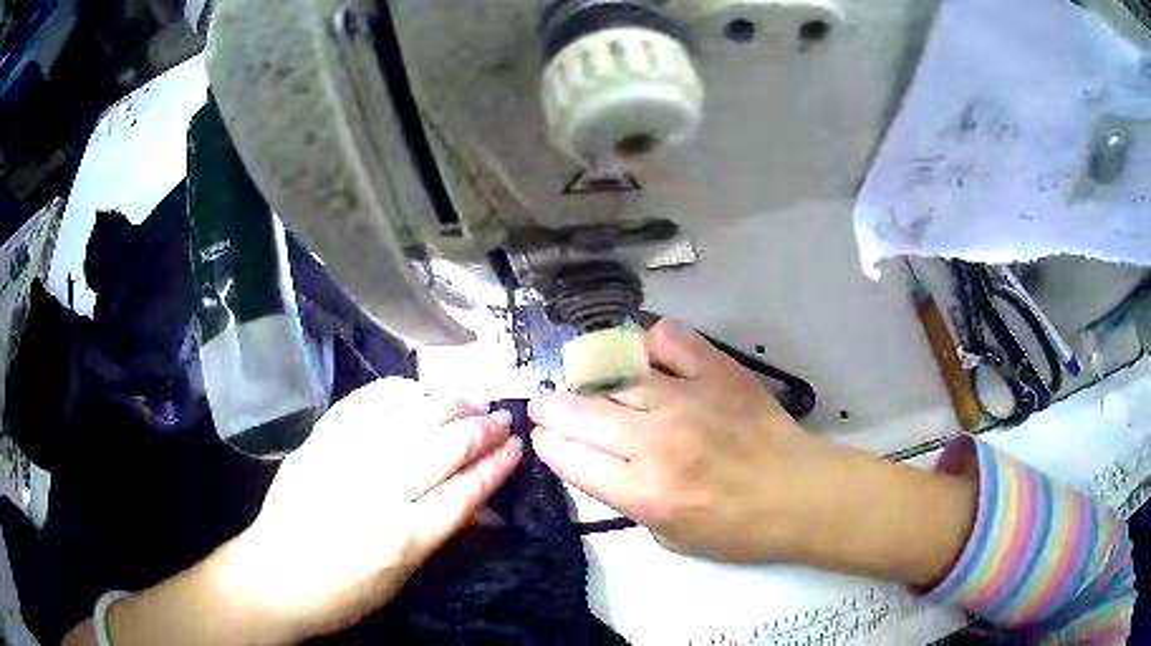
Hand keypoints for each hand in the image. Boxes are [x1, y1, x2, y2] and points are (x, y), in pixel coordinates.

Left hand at [223, 379, 522, 642]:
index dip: (495, 467)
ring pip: (409, 417)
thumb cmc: (342, 593)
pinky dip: (398, 390)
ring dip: (448, 403)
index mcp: (402, 538)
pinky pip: (364, 402)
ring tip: (473, 399)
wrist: (273, 577)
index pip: (463, 493)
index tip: (517, 449)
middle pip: (442, 448)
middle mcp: (376, 491)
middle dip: (481, 430)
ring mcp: (344, 458)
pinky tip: (419, 389)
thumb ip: (441, 535)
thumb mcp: (401, 579)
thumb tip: (484, 506)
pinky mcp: (319, 440)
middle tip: (503, 419)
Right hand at [530, 320, 975, 586]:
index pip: (574, 460)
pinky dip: (651, 342)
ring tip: (580, 378)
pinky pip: (673, 342)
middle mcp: (658, 441)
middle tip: (543, 402)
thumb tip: (607, 465)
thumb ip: (631, 503)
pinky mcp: (718, 374)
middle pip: (585, 414)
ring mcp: (689, 400)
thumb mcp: (671, 539)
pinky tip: (642, 351)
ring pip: (619, 376)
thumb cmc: (737, 529)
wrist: (798, 493)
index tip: (542, 437)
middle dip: (552, 407)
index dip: (550, 446)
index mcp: (646, 491)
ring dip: (589, 377)